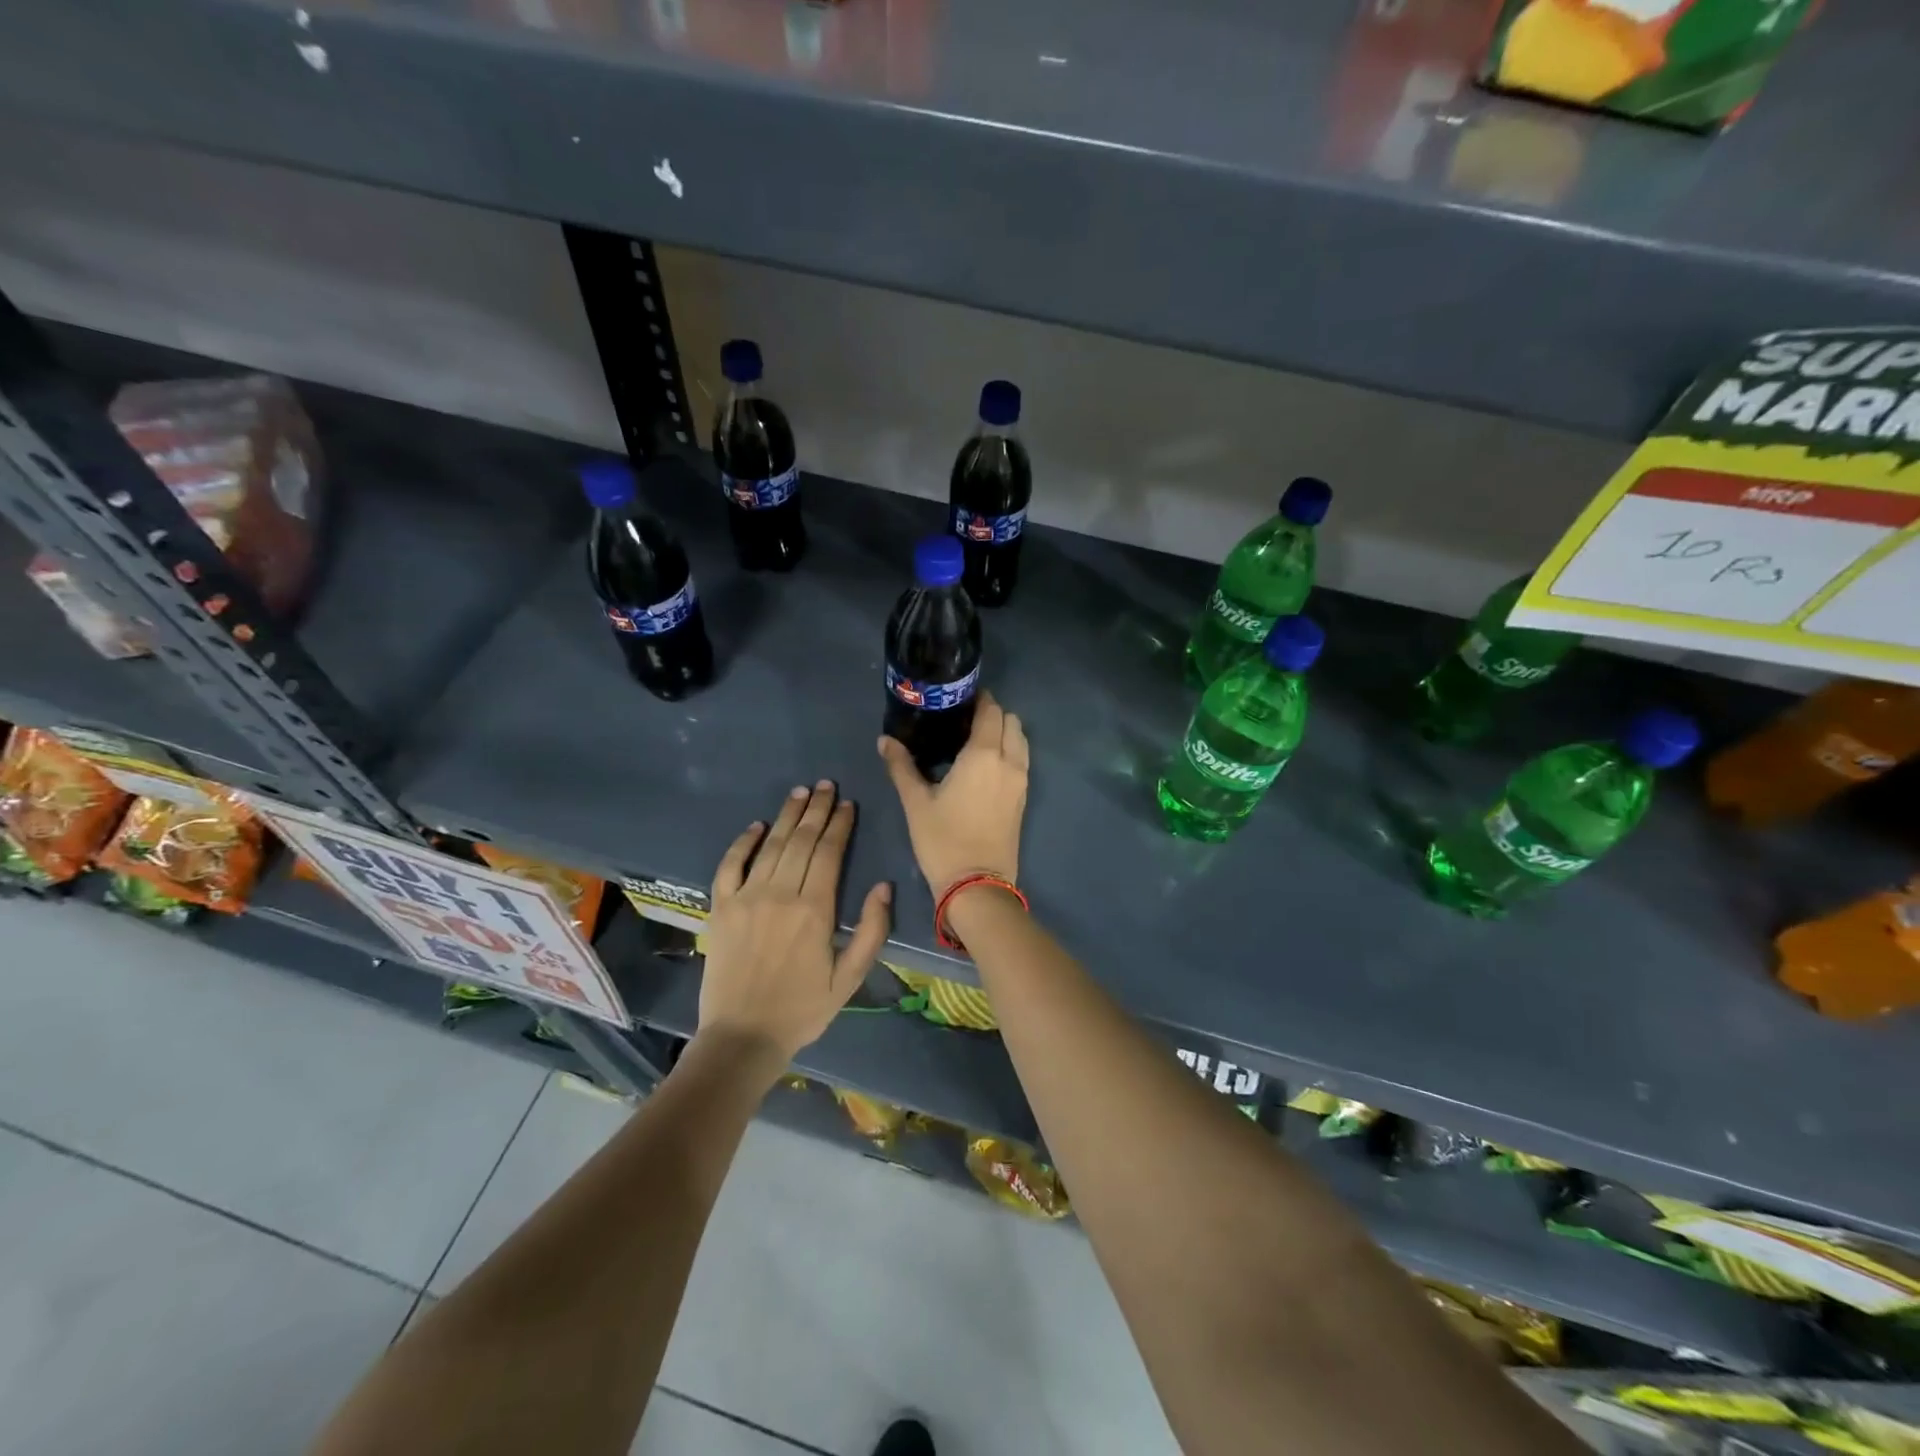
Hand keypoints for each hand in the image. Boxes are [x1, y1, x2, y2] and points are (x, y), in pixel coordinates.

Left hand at [697, 780, 891, 1064]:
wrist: (742, 1037)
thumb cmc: (802, 1009)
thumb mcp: (850, 978)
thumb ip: (872, 931)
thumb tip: (883, 886)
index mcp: (815, 909)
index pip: (829, 853)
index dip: (840, 825)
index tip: (848, 803)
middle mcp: (780, 893)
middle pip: (801, 840)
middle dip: (817, 810)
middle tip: (826, 785)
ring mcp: (746, 897)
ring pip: (770, 845)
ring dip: (787, 815)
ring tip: (800, 792)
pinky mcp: (720, 907)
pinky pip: (730, 865)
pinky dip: (742, 842)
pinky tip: (756, 825)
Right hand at [877, 690, 1028, 899]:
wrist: (977, 884)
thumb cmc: (943, 840)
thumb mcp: (916, 802)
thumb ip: (901, 766)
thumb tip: (885, 740)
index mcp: (984, 754)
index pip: (991, 710)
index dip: (978, 699)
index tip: (958, 698)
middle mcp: (1009, 761)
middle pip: (1011, 721)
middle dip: (992, 713)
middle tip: (964, 720)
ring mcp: (1021, 780)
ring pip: (1021, 740)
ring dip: (1004, 732)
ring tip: (974, 741)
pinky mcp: (1023, 798)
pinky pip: (1021, 761)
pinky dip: (1009, 752)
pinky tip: (984, 765)